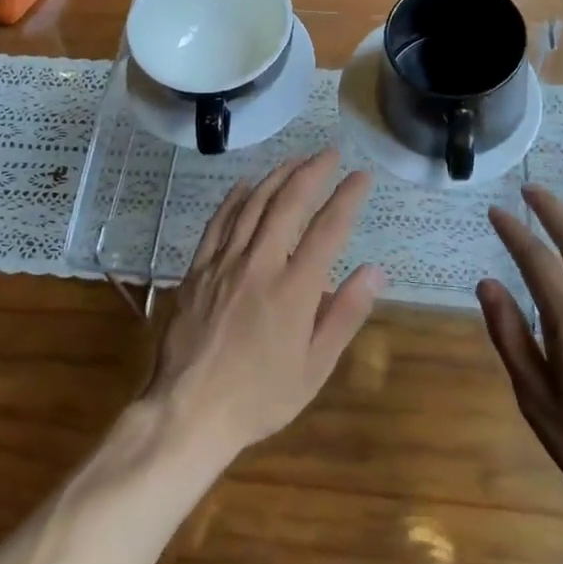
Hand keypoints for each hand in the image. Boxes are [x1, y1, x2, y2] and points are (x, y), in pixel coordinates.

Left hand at [142, 149, 383, 465]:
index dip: (347, 197)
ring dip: (277, 176)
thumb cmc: (259, 396)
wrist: (188, 411)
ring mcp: (225, 262)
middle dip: (313, 172)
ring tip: (296, 160)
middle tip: (330, 153)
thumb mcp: (314, 368)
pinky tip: (246, 184)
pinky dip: (236, 198)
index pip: (328, 228)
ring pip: (254, 204)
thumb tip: (374, 270)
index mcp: (294, 289)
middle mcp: (260, 264)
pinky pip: (219, 221)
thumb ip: (345, 315)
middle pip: (289, 203)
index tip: (361, 176)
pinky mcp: (198, 268)